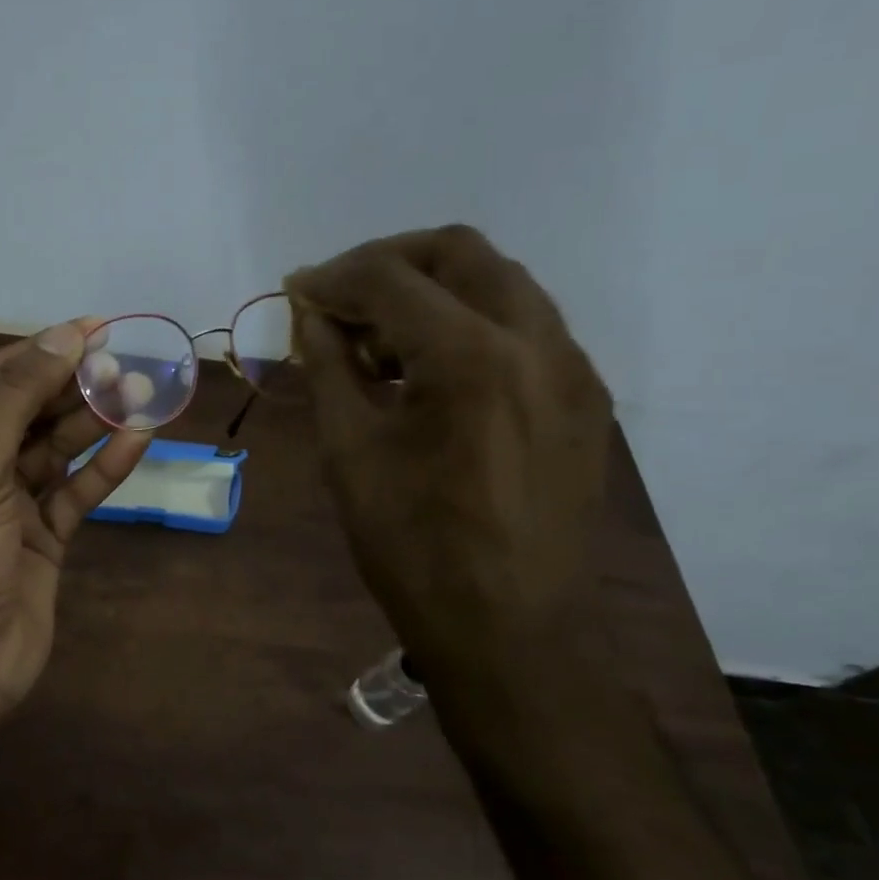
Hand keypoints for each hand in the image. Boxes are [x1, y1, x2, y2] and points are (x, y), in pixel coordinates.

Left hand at [0, 319, 153, 715]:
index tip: (93, 329)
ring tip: (141, 394)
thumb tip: (60, 338)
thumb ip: (16, 401)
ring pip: (55, 449)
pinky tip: (137, 439)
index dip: (41, 352)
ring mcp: (5, 503)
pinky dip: (103, 467)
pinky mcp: (39, 535)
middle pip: (28, 412)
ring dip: (95, 423)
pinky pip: (74, 490)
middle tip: (126, 364)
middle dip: (74, 388)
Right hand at [284, 226, 612, 675]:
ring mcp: (571, 367)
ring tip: (382, 338)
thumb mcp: (349, 450)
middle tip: (340, 298)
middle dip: (388, 262)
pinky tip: (432, 369)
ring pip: (499, 280)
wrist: (510, 628)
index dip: (333, 277)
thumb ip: (328, 365)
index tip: (295, 291)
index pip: (390, 278)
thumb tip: (309, 313)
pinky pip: (525, 324)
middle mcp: (536, 341)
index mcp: (470, 357)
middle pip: (459, 250)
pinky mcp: (583, 396)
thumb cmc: (412, 546)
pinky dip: (469, 321)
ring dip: (432, 288)